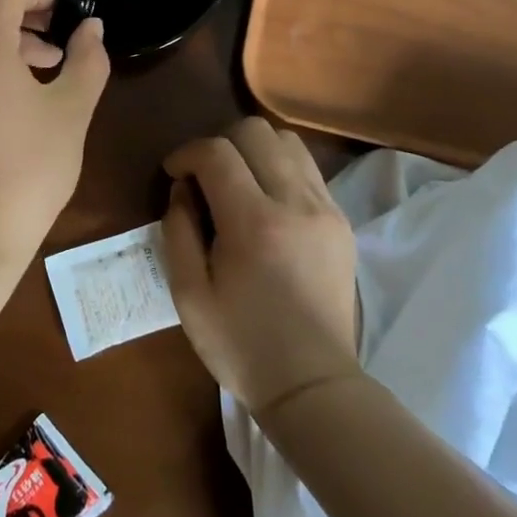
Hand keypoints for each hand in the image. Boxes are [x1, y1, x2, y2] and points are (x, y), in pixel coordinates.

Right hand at [161, 118, 359, 413]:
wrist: (313, 385)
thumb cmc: (241, 345)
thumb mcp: (189, 296)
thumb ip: (178, 231)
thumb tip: (182, 189)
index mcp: (254, 224)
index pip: (217, 152)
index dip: (187, 153)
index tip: (174, 173)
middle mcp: (295, 203)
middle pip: (255, 131)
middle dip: (220, 142)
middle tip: (205, 176)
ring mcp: (325, 209)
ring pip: (287, 141)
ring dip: (254, 150)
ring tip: (238, 182)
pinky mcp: (342, 220)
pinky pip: (308, 168)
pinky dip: (280, 168)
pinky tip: (267, 201)